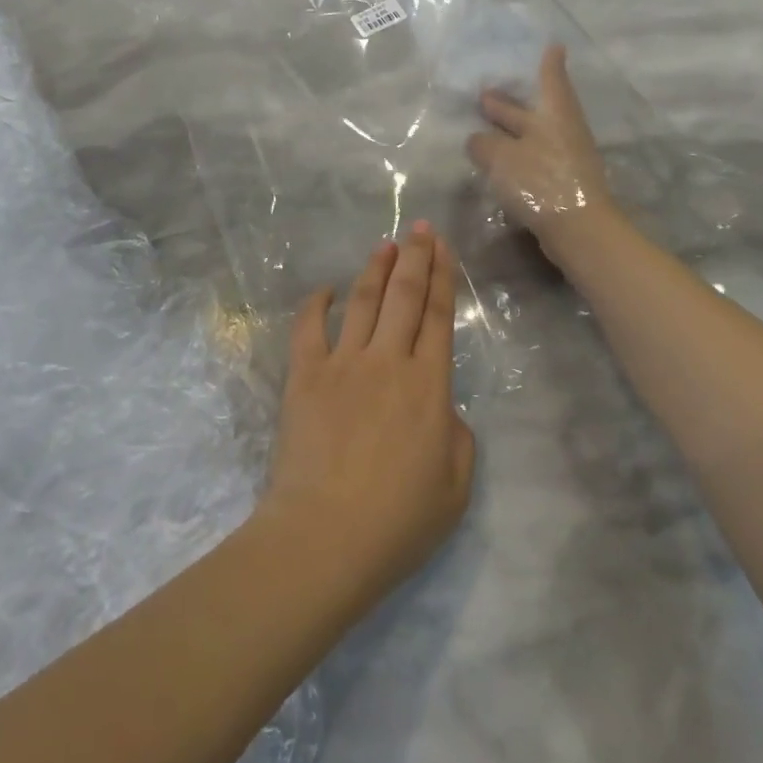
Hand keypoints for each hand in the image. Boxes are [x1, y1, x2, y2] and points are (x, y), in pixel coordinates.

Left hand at [258, 224, 476, 608]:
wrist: (326, 535)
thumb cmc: (399, 521)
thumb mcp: (456, 486)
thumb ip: (458, 437)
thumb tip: (441, 408)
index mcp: (429, 385)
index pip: (438, 316)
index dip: (441, 276)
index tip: (440, 246)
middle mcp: (388, 361)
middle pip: (403, 296)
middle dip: (413, 256)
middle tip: (417, 227)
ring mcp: (342, 364)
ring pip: (362, 303)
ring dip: (374, 270)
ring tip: (384, 244)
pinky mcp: (304, 376)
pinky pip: (308, 329)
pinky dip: (316, 304)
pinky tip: (325, 290)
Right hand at [466, 44, 618, 262]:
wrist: (579, 230)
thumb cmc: (541, 181)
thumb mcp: (500, 157)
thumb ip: (483, 144)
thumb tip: (477, 140)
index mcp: (554, 114)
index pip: (551, 80)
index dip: (548, 63)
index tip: (553, 46)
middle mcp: (562, 131)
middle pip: (535, 110)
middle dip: (512, 102)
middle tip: (486, 94)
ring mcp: (565, 158)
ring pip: (532, 135)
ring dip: (510, 131)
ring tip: (484, 129)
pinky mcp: (561, 184)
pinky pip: (533, 158)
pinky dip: (515, 154)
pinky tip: (497, 162)